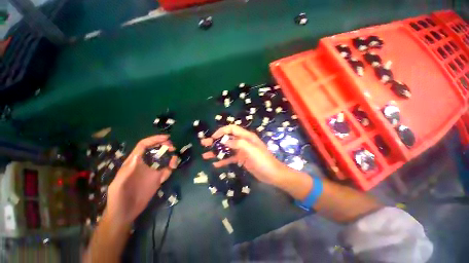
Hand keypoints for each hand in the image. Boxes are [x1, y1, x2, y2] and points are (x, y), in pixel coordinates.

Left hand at [105, 135, 177, 224]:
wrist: (125, 213)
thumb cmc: (118, 198)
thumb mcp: (118, 185)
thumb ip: (126, 171)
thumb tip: (138, 156)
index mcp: (133, 162)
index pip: (144, 146)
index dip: (154, 139)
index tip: (166, 138)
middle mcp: (144, 164)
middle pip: (155, 149)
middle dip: (164, 145)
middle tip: (172, 147)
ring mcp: (152, 171)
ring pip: (163, 158)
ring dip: (170, 155)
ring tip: (174, 156)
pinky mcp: (158, 179)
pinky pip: (167, 170)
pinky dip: (172, 166)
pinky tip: (173, 166)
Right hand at [201, 125, 286, 185]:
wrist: (272, 174)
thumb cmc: (262, 160)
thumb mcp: (251, 150)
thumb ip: (238, 143)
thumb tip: (224, 140)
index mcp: (246, 136)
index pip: (232, 129)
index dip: (221, 131)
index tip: (213, 137)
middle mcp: (243, 142)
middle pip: (227, 138)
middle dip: (215, 141)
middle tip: (204, 144)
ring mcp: (241, 151)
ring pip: (227, 149)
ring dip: (217, 151)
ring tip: (206, 155)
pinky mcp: (241, 159)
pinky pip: (230, 158)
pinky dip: (223, 160)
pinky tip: (216, 164)